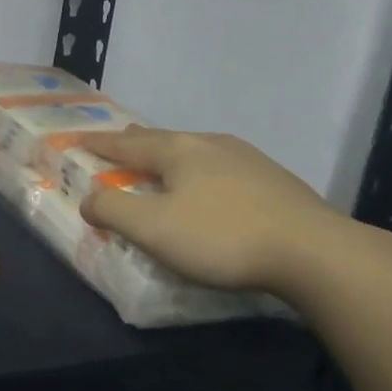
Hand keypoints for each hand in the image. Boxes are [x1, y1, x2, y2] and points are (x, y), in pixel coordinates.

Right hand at [76, 127, 350, 295]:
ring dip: (172, 154)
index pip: (126, 145)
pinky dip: (202, 170)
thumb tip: (88, 199)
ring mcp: (247, 159)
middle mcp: (210, 144)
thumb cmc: (222, 237)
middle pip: (163, 139)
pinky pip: (222, 166)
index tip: (77, 139)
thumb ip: (114, 211)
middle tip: (120, 141)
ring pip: (196, 150)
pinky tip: (214, 184)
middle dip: (137, 142)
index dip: (99, 144)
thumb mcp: (154, 229)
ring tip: (164, 160)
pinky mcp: (274, 180)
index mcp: (178, 151)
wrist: (314, 251)